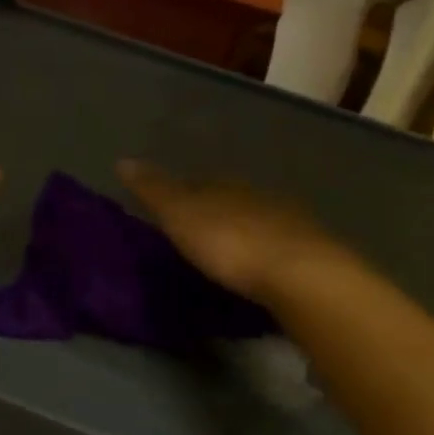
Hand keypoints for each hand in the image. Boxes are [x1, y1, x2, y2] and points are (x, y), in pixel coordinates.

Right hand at [118, 159, 335, 304]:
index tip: (167, 211)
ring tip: (224, 257)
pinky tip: (258, 271)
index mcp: (226, 185)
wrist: (301, 275)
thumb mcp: (180, 215)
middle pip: (230, 200)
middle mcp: (258, 196)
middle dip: (215, 213)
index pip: (198, 183)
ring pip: (257, 222)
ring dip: (242, 234)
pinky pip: (278, 248)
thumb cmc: (230, 243)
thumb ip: (154, 190)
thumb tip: (123, 159)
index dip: (181, 194)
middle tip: (195, 235)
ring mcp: (289, 223)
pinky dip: (264, 256)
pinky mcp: (310, 254)